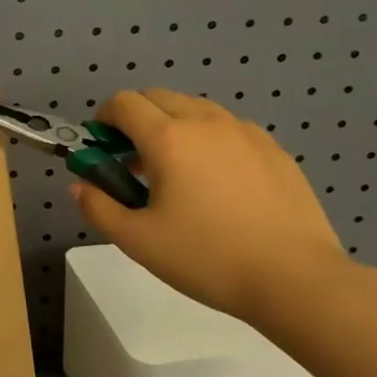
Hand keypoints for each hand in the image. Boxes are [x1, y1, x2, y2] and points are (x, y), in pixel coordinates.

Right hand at [69, 88, 352, 324]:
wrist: (297, 280)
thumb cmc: (207, 258)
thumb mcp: (138, 241)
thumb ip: (99, 207)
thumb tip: (80, 185)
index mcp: (168, 138)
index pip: (123, 103)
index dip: (103, 119)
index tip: (102, 149)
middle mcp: (205, 122)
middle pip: (157, 97)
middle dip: (136, 119)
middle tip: (132, 161)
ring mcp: (245, 132)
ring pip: (195, 109)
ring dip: (172, 126)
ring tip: (176, 172)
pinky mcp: (274, 149)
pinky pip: (228, 128)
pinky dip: (208, 140)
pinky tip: (217, 182)